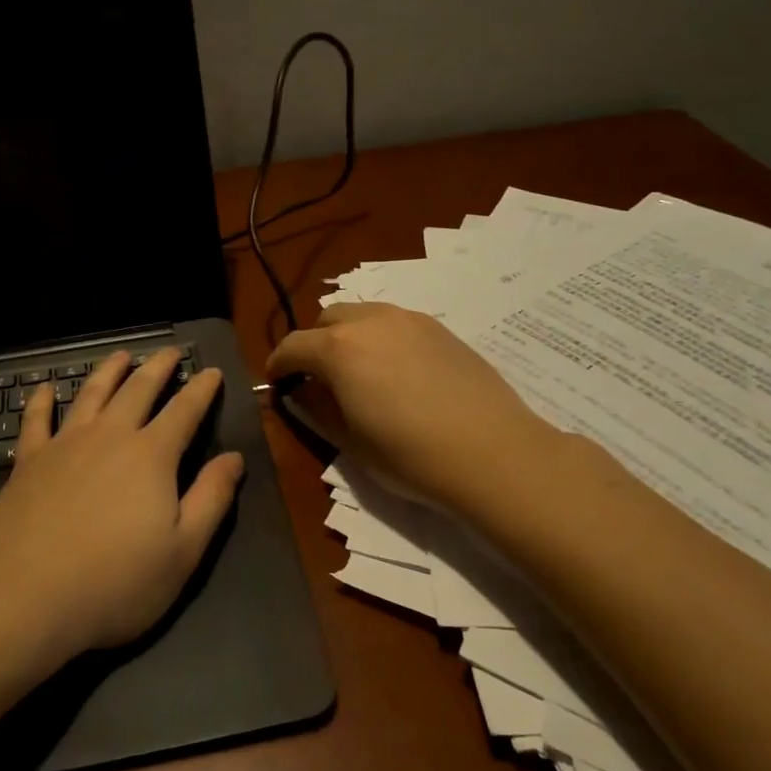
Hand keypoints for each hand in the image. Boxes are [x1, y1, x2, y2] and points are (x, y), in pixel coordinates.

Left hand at [0, 349, 244, 660]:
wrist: (23, 599)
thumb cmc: (114, 582)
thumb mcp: (183, 552)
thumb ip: (212, 499)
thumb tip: (234, 458)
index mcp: (151, 456)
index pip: (184, 410)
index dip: (201, 389)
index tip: (212, 371)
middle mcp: (109, 437)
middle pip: (138, 389)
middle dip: (158, 367)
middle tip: (170, 351)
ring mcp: (64, 445)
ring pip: (91, 394)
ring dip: (109, 371)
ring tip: (121, 355)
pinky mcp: (28, 462)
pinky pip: (36, 420)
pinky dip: (42, 401)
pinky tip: (45, 389)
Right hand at [265, 302, 545, 514]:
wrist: (493, 453)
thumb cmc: (411, 456)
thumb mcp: (351, 442)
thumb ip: (318, 409)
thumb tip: (303, 391)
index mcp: (339, 349)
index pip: (293, 346)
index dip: (278, 364)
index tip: (277, 382)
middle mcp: (370, 321)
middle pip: (326, 320)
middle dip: (313, 344)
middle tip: (318, 377)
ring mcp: (409, 320)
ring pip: (363, 314)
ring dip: (348, 335)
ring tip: (358, 370)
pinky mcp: (440, 328)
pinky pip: (395, 322)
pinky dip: (381, 337)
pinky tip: (396, 370)